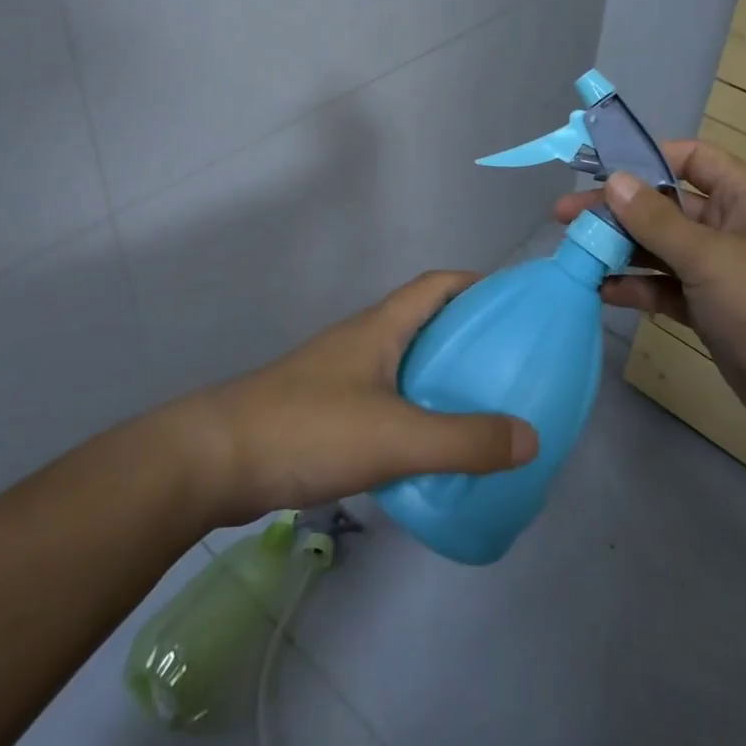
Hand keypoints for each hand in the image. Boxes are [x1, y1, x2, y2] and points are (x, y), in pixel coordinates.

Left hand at [163, 272, 539, 527]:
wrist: (213, 462)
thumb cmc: (307, 430)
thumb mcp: (395, 437)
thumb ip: (464, 440)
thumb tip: (531, 437)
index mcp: (380, 327)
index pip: (437, 284)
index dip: (477, 284)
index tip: (514, 304)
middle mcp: (361, 341)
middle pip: (423, 321)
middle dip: (466, 334)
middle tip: (508, 363)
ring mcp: (338, 375)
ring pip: (402, 362)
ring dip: (439, 375)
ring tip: (479, 406)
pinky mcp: (323, 411)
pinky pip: (383, 398)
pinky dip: (413, 410)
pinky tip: (427, 447)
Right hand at [554, 142, 745, 453]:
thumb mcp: (712, 258)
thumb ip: (657, 221)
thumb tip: (614, 181)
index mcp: (743, 198)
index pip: (691, 158)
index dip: (646, 157)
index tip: (598, 168)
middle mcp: (728, 227)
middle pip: (663, 206)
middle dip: (617, 210)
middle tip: (564, 217)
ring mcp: (718, 271)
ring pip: (659, 249)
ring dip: (619, 250)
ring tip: (574, 253)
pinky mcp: (709, 310)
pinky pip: (664, 288)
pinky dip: (636, 288)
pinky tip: (601, 291)